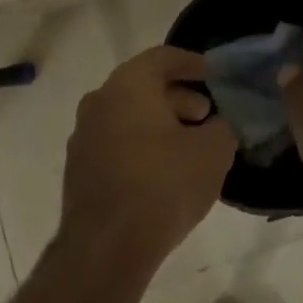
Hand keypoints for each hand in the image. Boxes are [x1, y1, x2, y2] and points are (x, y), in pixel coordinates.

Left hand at [59, 46, 234, 274]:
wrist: (107, 246)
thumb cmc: (164, 185)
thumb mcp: (213, 152)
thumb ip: (223, 127)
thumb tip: (218, 124)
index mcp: (129, 85)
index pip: (163, 57)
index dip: (193, 63)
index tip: (215, 75)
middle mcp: (99, 101)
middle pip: (143, 86)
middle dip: (179, 97)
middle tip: (207, 116)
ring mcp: (83, 135)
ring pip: (128, 116)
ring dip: (160, 123)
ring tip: (190, 146)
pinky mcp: (79, 168)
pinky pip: (116, 142)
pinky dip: (141, 145)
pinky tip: (163, 172)